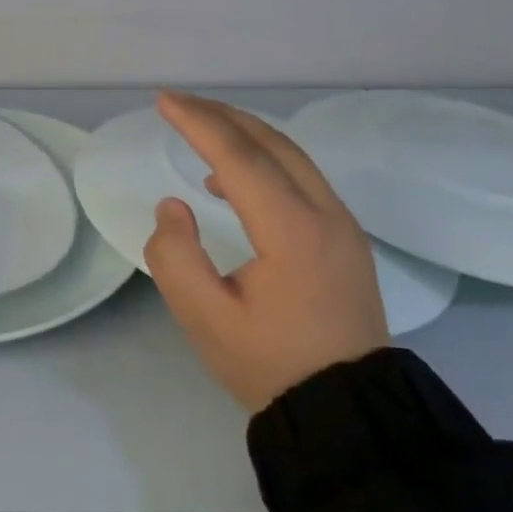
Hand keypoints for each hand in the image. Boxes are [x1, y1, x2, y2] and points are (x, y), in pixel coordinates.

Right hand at [144, 92, 389, 412]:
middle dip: (221, 116)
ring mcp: (342, 224)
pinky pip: (302, 178)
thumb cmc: (270, 365)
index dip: (198, 123)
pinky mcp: (345, 238)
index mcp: (292, 230)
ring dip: (245, 134)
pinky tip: (232, 180)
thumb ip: (175, 257)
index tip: (164, 101)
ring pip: (292, 156)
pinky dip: (264, 160)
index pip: (239, 157)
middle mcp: (325, 213)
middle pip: (271, 143)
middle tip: (178, 104)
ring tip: (200, 130)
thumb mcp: (205, 319)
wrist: (349, 410)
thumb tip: (174, 207)